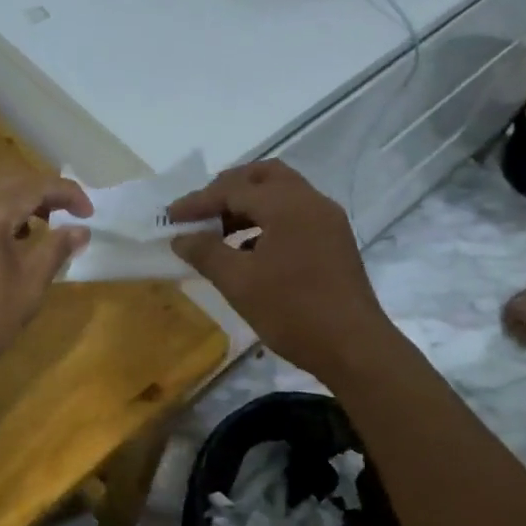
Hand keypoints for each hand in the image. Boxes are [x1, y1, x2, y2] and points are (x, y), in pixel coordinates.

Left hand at [0, 177, 91, 390]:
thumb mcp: (29, 286)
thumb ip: (56, 250)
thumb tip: (81, 230)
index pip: (35, 186)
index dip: (67, 194)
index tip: (89, 213)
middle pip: (9, 181)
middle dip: (42, 193)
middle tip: (67, 216)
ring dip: (15, 199)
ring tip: (37, 227)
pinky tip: (2, 237)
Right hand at [168, 160, 393, 381]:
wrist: (354, 348)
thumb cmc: (293, 312)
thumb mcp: (239, 283)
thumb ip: (206, 253)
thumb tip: (181, 237)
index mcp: (287, 204)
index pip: (233, 189)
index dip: (198, 201)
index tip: (170, 216)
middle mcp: (311, 201)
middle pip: (263, 177)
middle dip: (228, 189)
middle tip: (201, 211)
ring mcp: (328, 220)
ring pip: (282, 194)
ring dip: (248, 205)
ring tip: (219, 232)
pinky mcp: (335, 241)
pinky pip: (295, 215)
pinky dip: (268, 221)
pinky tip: (249, 250)